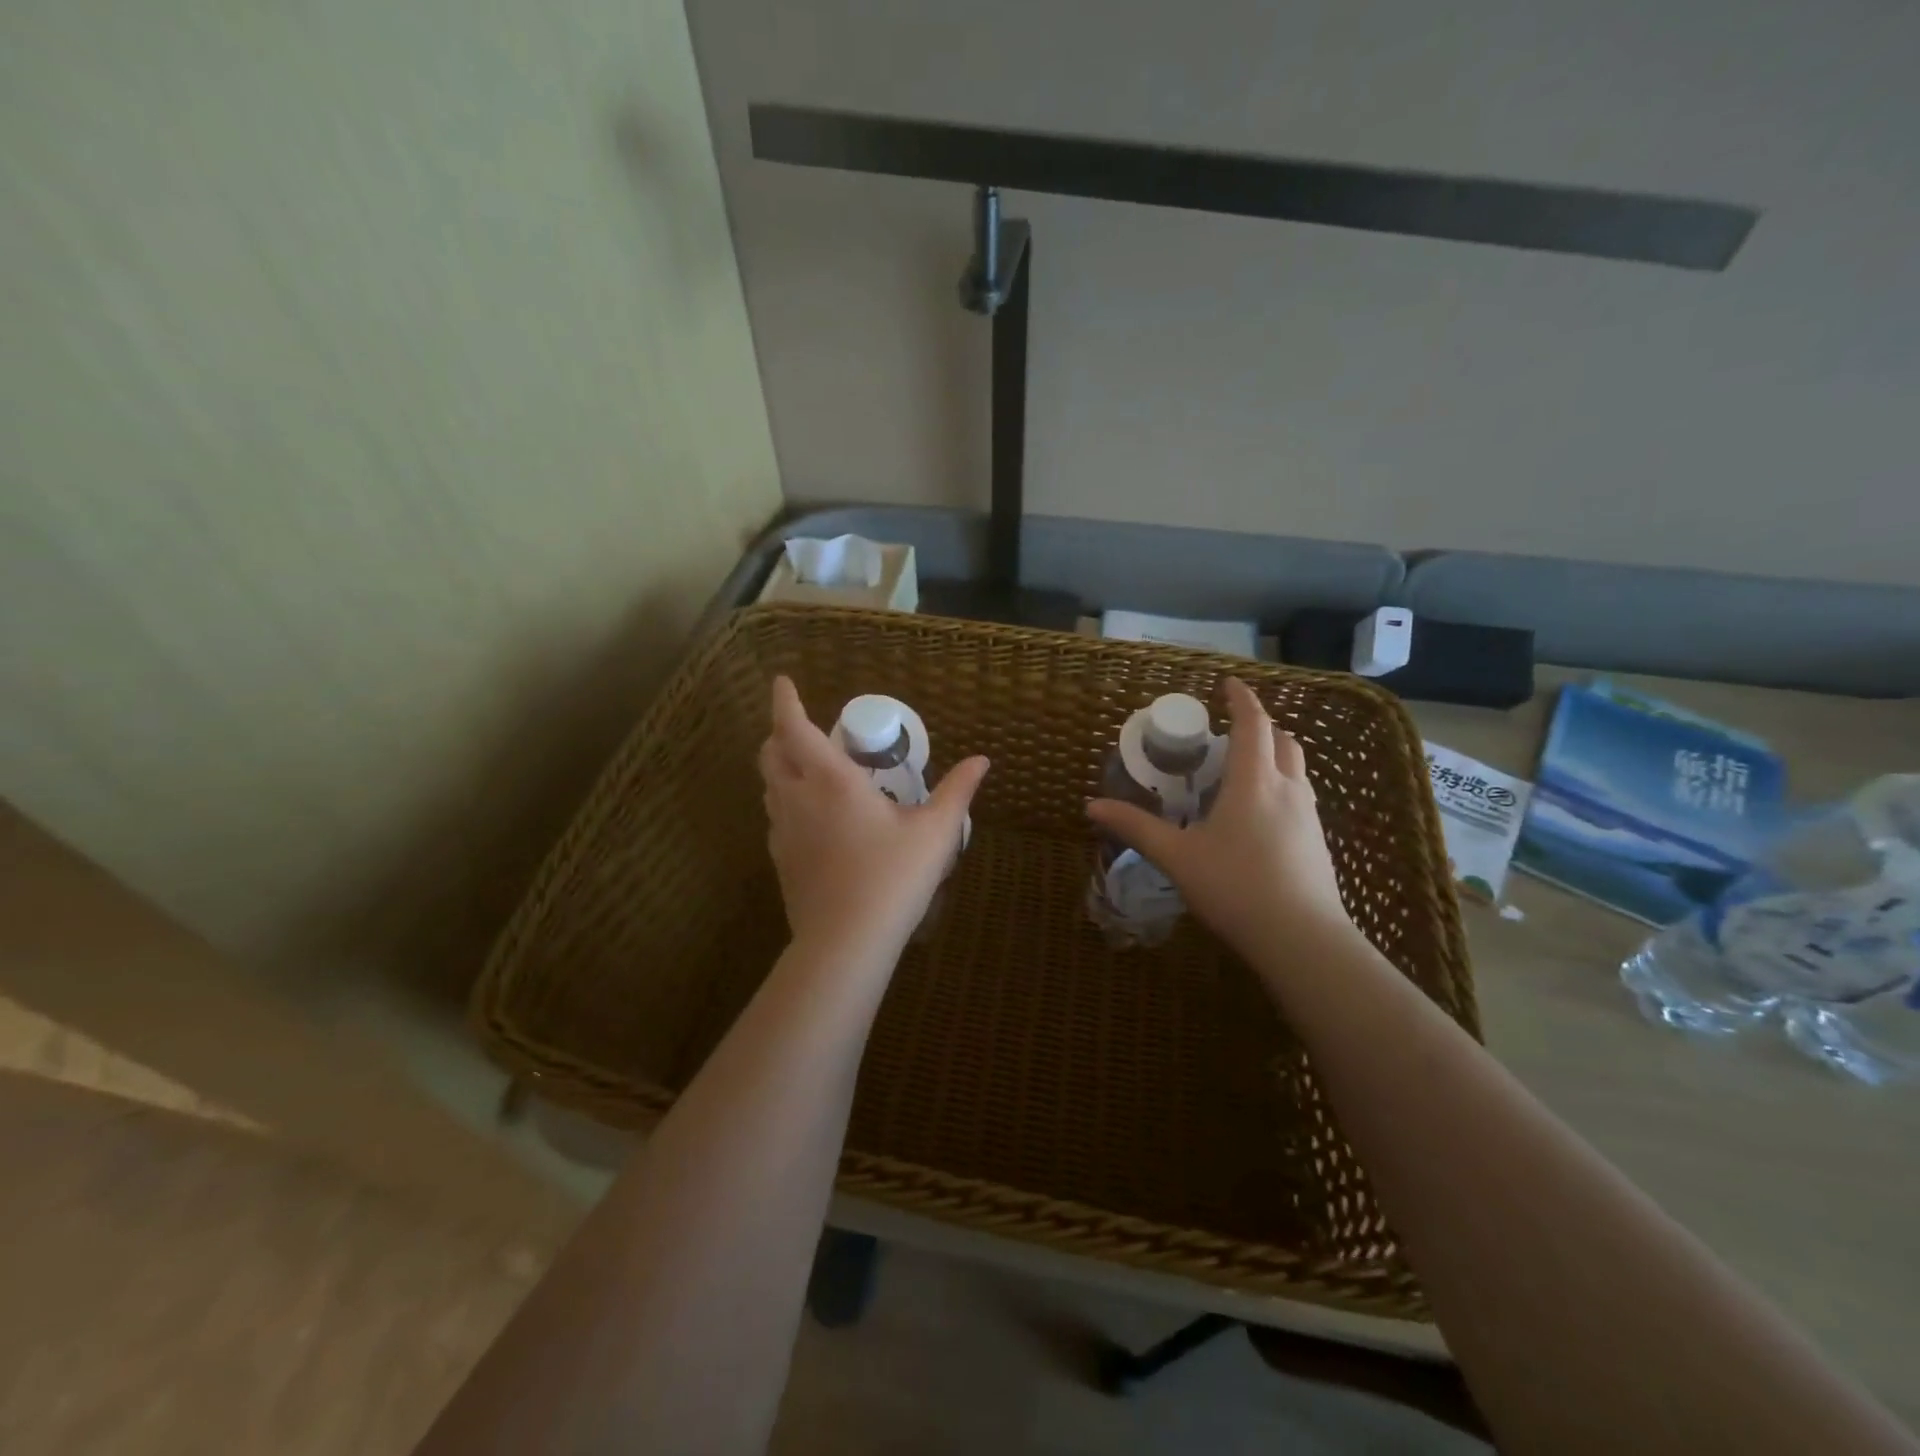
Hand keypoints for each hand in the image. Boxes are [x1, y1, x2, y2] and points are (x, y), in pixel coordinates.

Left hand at [759, 676, 988, 960]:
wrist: (846, 942)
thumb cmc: (893, 877)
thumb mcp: (935, 832)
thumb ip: (957, 791)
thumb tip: (982, 761)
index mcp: (831, 780)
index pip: (794, 727)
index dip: (784, 701)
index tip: (782, 682)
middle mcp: (798, 798)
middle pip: (771, 754)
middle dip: (780, 733)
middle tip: (802, 727)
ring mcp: (782, 832)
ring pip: (770, 787)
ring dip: (782, 768)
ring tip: (810, 769)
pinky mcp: (780, 862)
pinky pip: (776, 818)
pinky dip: (787, 803)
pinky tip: (814, 820)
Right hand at [1086, 677, 1352, 959]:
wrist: (1302, 940)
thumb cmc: (1235, 887)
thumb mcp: (1177, 857)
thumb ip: (1136, 827)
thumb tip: (1092, 806)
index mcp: (1254, 782)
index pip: (1253, 724)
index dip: (1241, 699)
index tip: (1228, 684)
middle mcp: (1288, 788)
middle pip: (1283, 739)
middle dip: (1259, 726)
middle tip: (1229, 732)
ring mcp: (1309, 815)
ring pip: (1296, 767)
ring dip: (1273, 754)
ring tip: (1241, 770)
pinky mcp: (1317, 841)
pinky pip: (1300, 795)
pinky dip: (1280, 784)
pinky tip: (1258, 815)